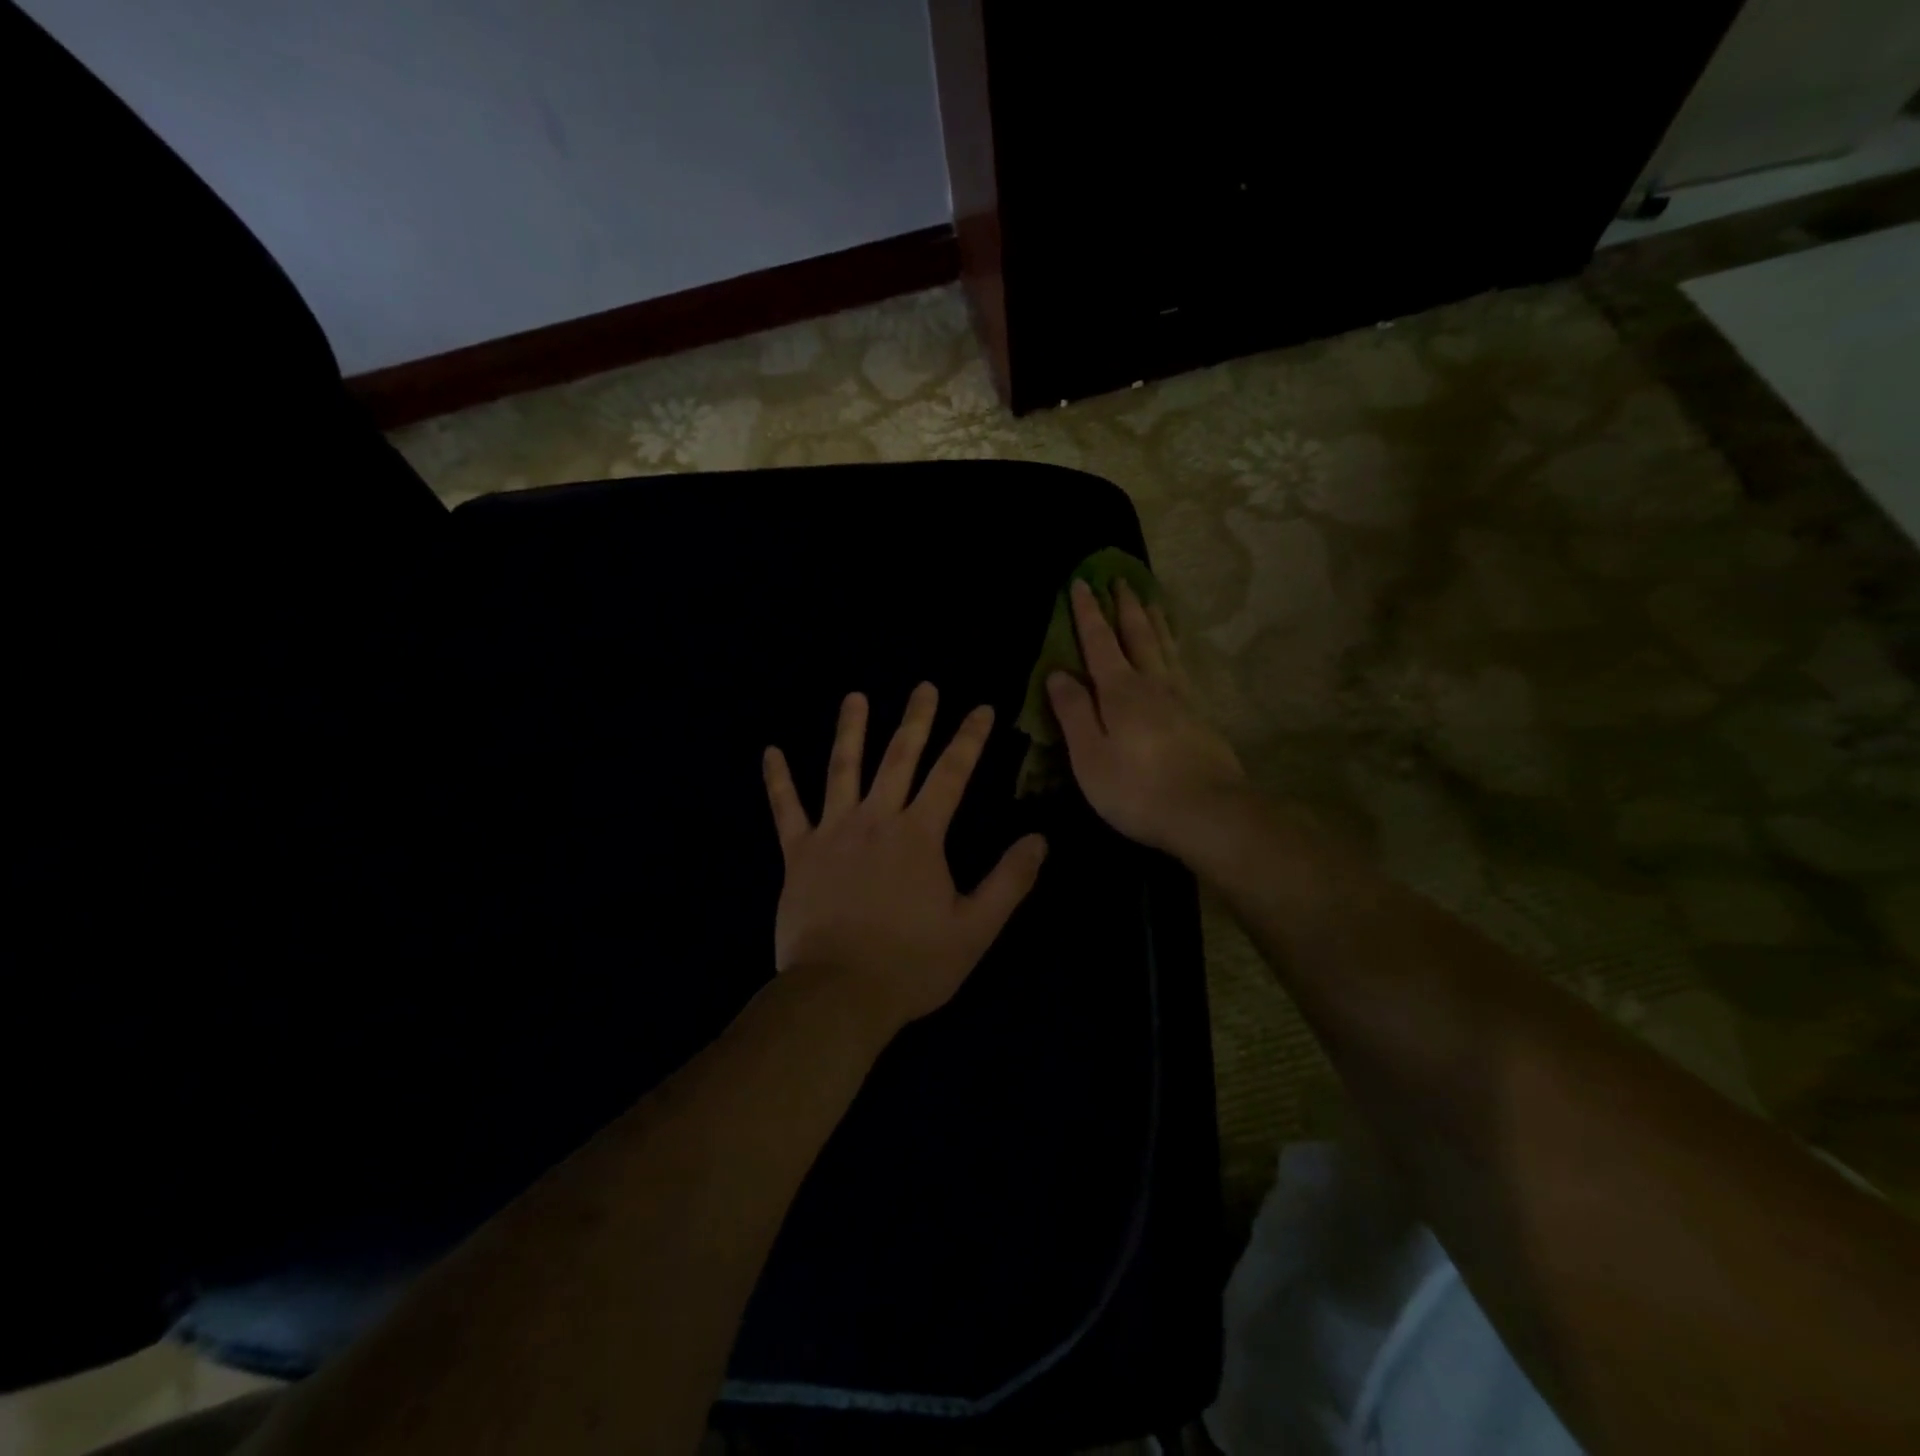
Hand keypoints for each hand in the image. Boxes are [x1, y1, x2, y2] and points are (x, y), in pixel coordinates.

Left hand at [763, 684, 1048, 1030]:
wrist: (838, 994)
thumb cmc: (912, 964)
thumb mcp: (975, 929)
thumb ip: (1009, 881)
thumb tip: (1040, 839)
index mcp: (919, 835)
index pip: (952, 774)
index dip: (969, 738)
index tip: (982, 707)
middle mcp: (876, 820)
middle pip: (899, 758)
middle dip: (916, 720)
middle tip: (924, 687)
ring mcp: (832, 832)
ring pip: (842, 770)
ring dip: (850, 730)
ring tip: (854, 697)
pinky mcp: (797, 854)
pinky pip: (785, 809)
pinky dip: (777, 780)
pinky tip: (770, 751)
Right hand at [1046, 578, 1246, 854]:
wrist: (1208, 813)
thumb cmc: (1137, 789)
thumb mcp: (1089, 755)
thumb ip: (1074, 712)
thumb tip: (1057, 672)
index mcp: (1120, 692)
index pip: (1099, 642)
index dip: (1087, 613)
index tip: (1080, 582)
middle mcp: (1152, 685)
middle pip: (1138, 636)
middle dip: (1125, 607)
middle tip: (1120, 578)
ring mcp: (1181, 699)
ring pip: (1165, 648)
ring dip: (1154, 621)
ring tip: (1150, 600)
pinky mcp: (1200, 717)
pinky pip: (1182, 667)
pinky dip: (1175, 649)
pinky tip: (1175, 653)